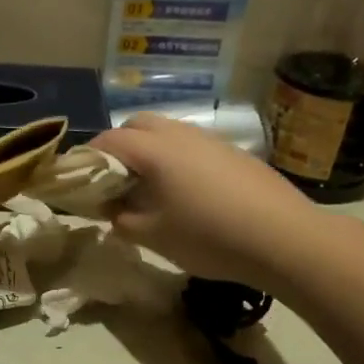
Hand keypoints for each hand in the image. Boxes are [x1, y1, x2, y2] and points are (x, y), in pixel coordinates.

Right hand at [90, 113, 317, 288]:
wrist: (284, 238)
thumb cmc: (208, 237)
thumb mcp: (153, 236)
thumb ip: (122, 220)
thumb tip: (113, 210)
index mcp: (154, 150)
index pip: (107, 141)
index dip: (87, 158)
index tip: (80, 181)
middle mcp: (180, 134)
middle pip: (137, 125)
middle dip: (118, 146)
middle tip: (114, 181)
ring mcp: (210, 140)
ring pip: (167, 132)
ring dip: (149, 151)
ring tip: (148, 187)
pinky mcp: (233, 153)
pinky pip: (192, 145)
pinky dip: (176, 159)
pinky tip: (186, 192)